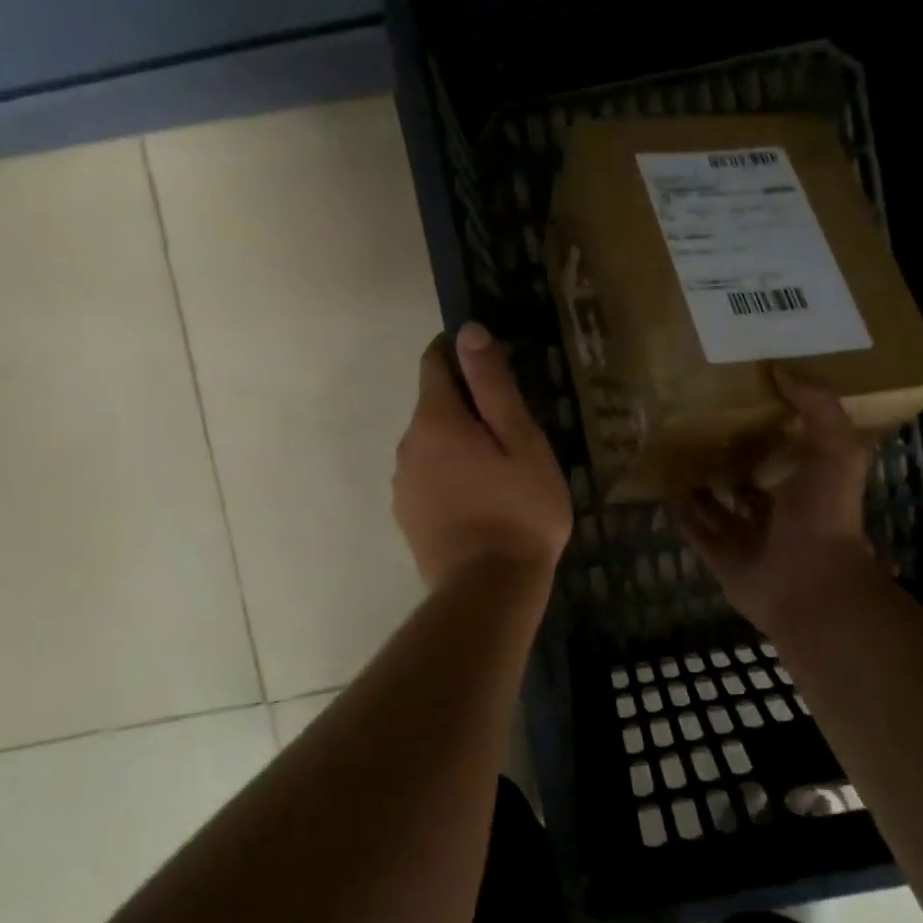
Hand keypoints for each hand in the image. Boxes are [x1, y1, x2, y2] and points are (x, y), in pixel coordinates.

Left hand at [394, 323, 572, 591]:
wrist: (487, 591)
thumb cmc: (517, 511)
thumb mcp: (520, 441)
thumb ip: (492, 385)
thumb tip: (467, 331)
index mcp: (435, 420)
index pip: (434, 362)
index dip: (458, 352)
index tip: (490, 362)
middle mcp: (408, 445)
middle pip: (434, 404)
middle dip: (466, 403)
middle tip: (512, 424)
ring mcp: (403, 483)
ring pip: (431, 443)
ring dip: (459, 441)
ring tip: (501, 466)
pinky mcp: (408, 514)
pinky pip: (428, 476)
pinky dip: (450, 473)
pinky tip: (481, 498)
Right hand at [675, 369, 881, 637]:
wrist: (807, 583)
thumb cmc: (824, 513)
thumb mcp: (835, 447)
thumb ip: (817, 405)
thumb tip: (780, 368)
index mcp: (807, 486)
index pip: (785, 451)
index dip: (768, 426)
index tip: (741, 397)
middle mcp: (777, 511)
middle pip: (748, 478)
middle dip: (729, 455)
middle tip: (698, 422)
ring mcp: (748, 537)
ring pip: (719, 505)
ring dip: (701, 484)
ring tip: (674, 451)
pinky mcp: (721, 559)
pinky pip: (697, 531)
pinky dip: (682, 513)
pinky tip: (664, 488)